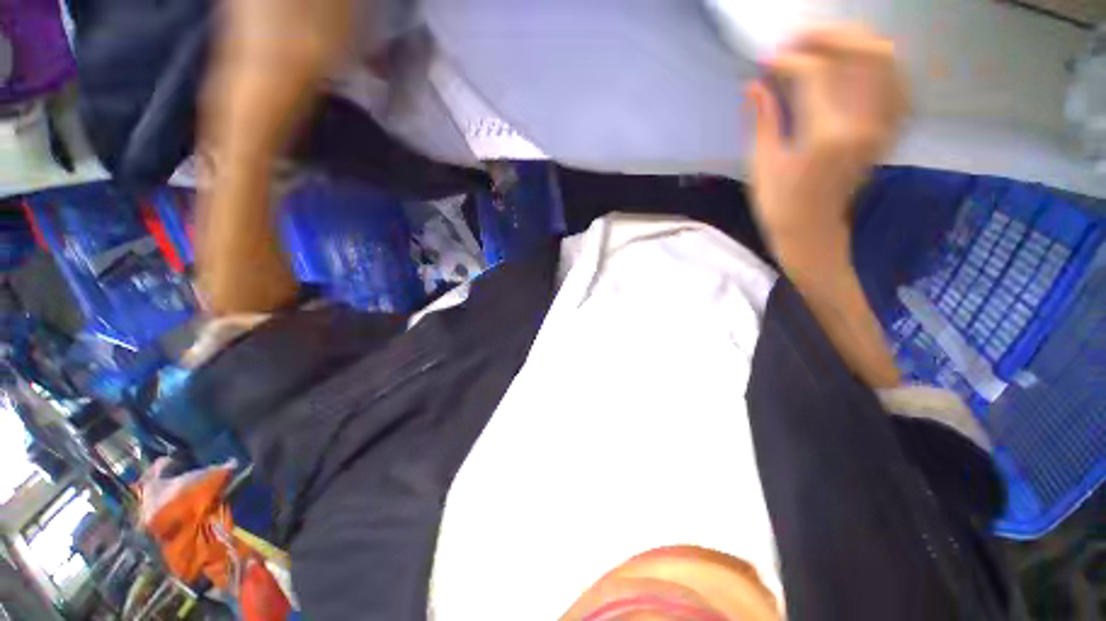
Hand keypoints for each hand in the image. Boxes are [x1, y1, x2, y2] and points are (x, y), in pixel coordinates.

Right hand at [745, 25, 906, 243]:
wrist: (812, 230)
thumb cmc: (779, 203)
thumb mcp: (762, 165)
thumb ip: (762, 120)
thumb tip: (754, 84)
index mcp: (827, 137)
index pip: (816, 75)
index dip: (789, 59)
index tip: (767, 59)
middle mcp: (865, 124)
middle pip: (866, 54)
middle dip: (830, 35)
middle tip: (799, 38)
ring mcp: (883, 126)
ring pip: (887, 61)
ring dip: (856, 42)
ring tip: (824, 43)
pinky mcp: (888, 129)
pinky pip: (895, 81)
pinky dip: (877, 63)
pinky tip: (854, 63)